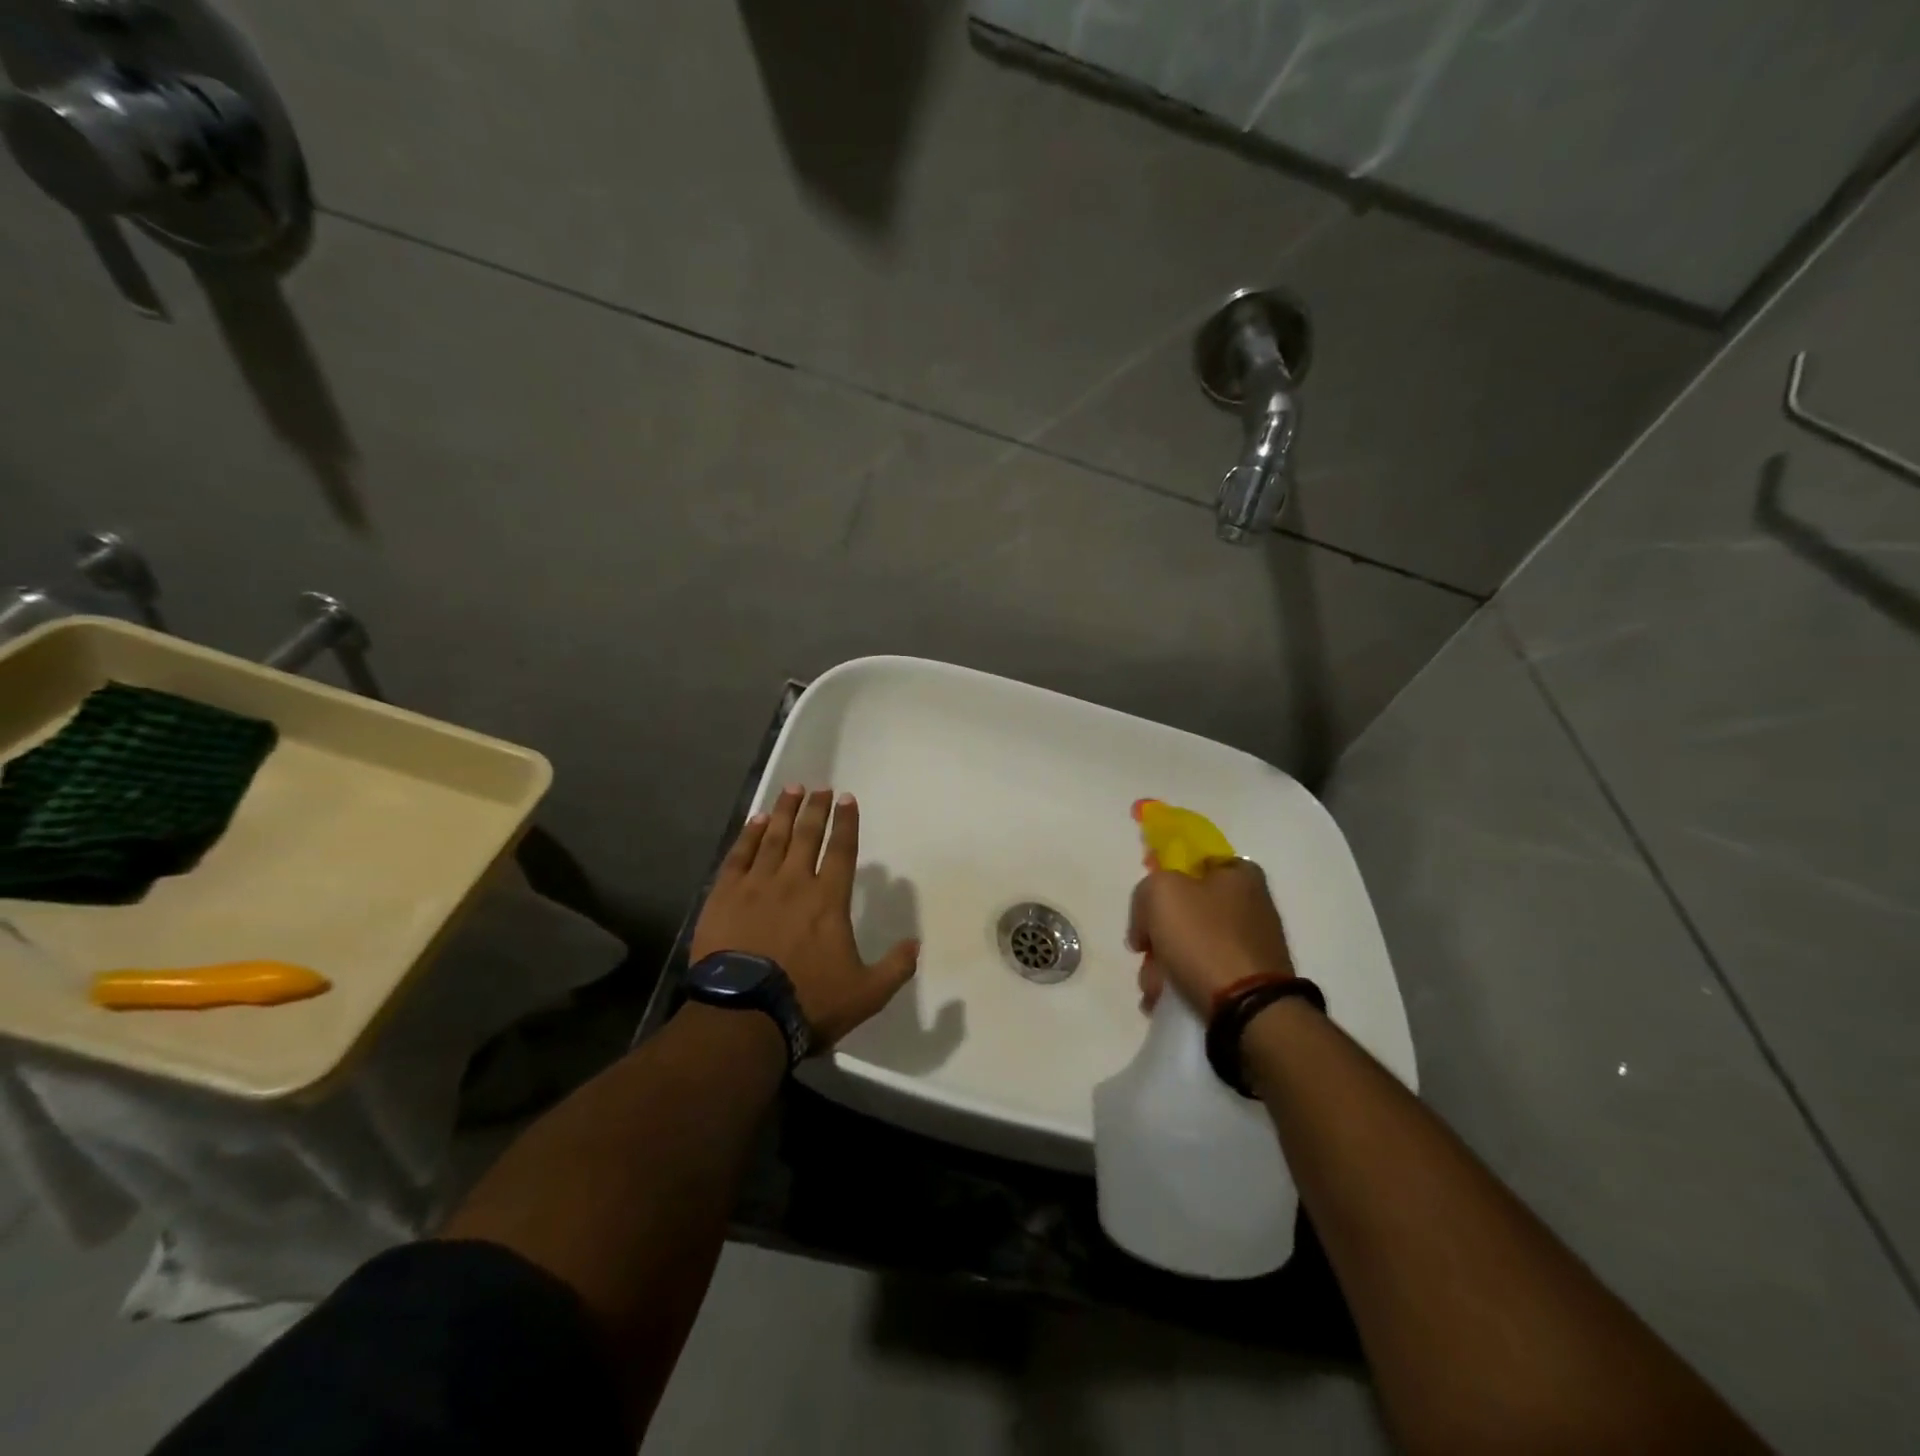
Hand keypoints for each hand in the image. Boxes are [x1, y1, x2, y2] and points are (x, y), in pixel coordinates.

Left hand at [690, 785, 918, 1047]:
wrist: (744, 1016)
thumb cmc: (809, 1002)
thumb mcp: (866, 994)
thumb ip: (895, 967)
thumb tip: (917, 944)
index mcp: (828, 900)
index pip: (842, 851)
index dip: (847, 823)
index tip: (847, 799)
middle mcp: (794, 883)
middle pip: (807, 836)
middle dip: (816, 809)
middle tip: (820, 788)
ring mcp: (756, 886)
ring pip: (774, 838)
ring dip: (785, 812)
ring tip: (792, 790)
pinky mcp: (724, 897)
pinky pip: (739, 855)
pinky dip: (749, 835)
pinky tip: (757, 820)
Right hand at [1127, 859, 1293, 1013]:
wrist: (1249, 1009)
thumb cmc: (1204, 939)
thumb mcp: (1161, 893)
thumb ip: (1145, 890)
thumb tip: (1146, 925)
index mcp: (1238, 874)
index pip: (1190, 861)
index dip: (1161, 878)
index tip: (1145, 905)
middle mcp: (1250, 904)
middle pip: (1184, 909)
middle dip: (1156, 934)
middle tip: (1144, 952)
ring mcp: (1251, 944)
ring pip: (1189, 945)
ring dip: (1162, 965)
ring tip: (1153, 988)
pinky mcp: (1249, 980)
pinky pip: (1203, 973)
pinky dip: (1180, 983)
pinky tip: (1163, 1000)